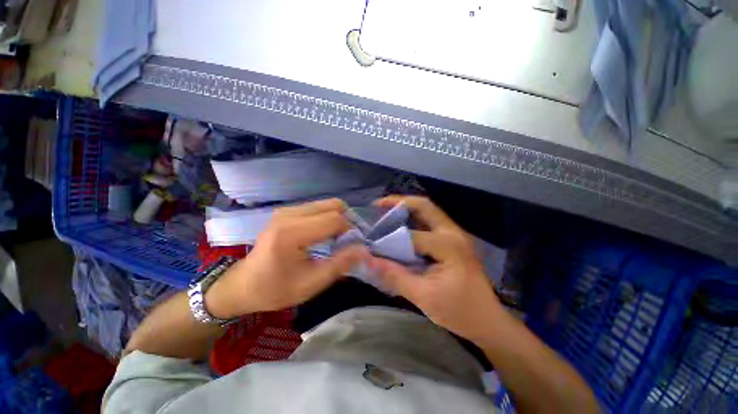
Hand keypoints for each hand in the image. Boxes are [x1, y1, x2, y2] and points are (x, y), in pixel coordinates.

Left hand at [207, 199, 368, 318]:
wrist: (243, 285)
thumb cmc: (276, 289)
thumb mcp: (312, 283)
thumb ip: (340, 264)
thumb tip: (364, 249)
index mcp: (292, 233)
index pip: (334, 219)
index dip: (350, 231)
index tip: (353, 246)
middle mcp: (289, 214)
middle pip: (333, 205)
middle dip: (346, 221)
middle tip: (347, 241)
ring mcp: (287, 210)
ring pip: (327, 204)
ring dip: (337, 218)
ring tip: (336, 238)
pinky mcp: (287, 211)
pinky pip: (317, 207)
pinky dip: (327, 218)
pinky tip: (324, 234)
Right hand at [367, 196, 503, 342]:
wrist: (488, 321)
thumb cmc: (459, 312)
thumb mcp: (423, 296)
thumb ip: (395, 276)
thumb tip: (369, 261)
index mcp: (448, 245)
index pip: (410, 237)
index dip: (388, 239)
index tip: (370, 243)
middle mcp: (453, 233)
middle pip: (424, 206)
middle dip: (399, 202)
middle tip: (378, 205)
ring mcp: (456, 234)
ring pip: (429, 211)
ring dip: (407, 208)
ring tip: (386, 211)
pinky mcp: (455, 240)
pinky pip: (431, 222)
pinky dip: (414, 219)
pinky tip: (402, 226)